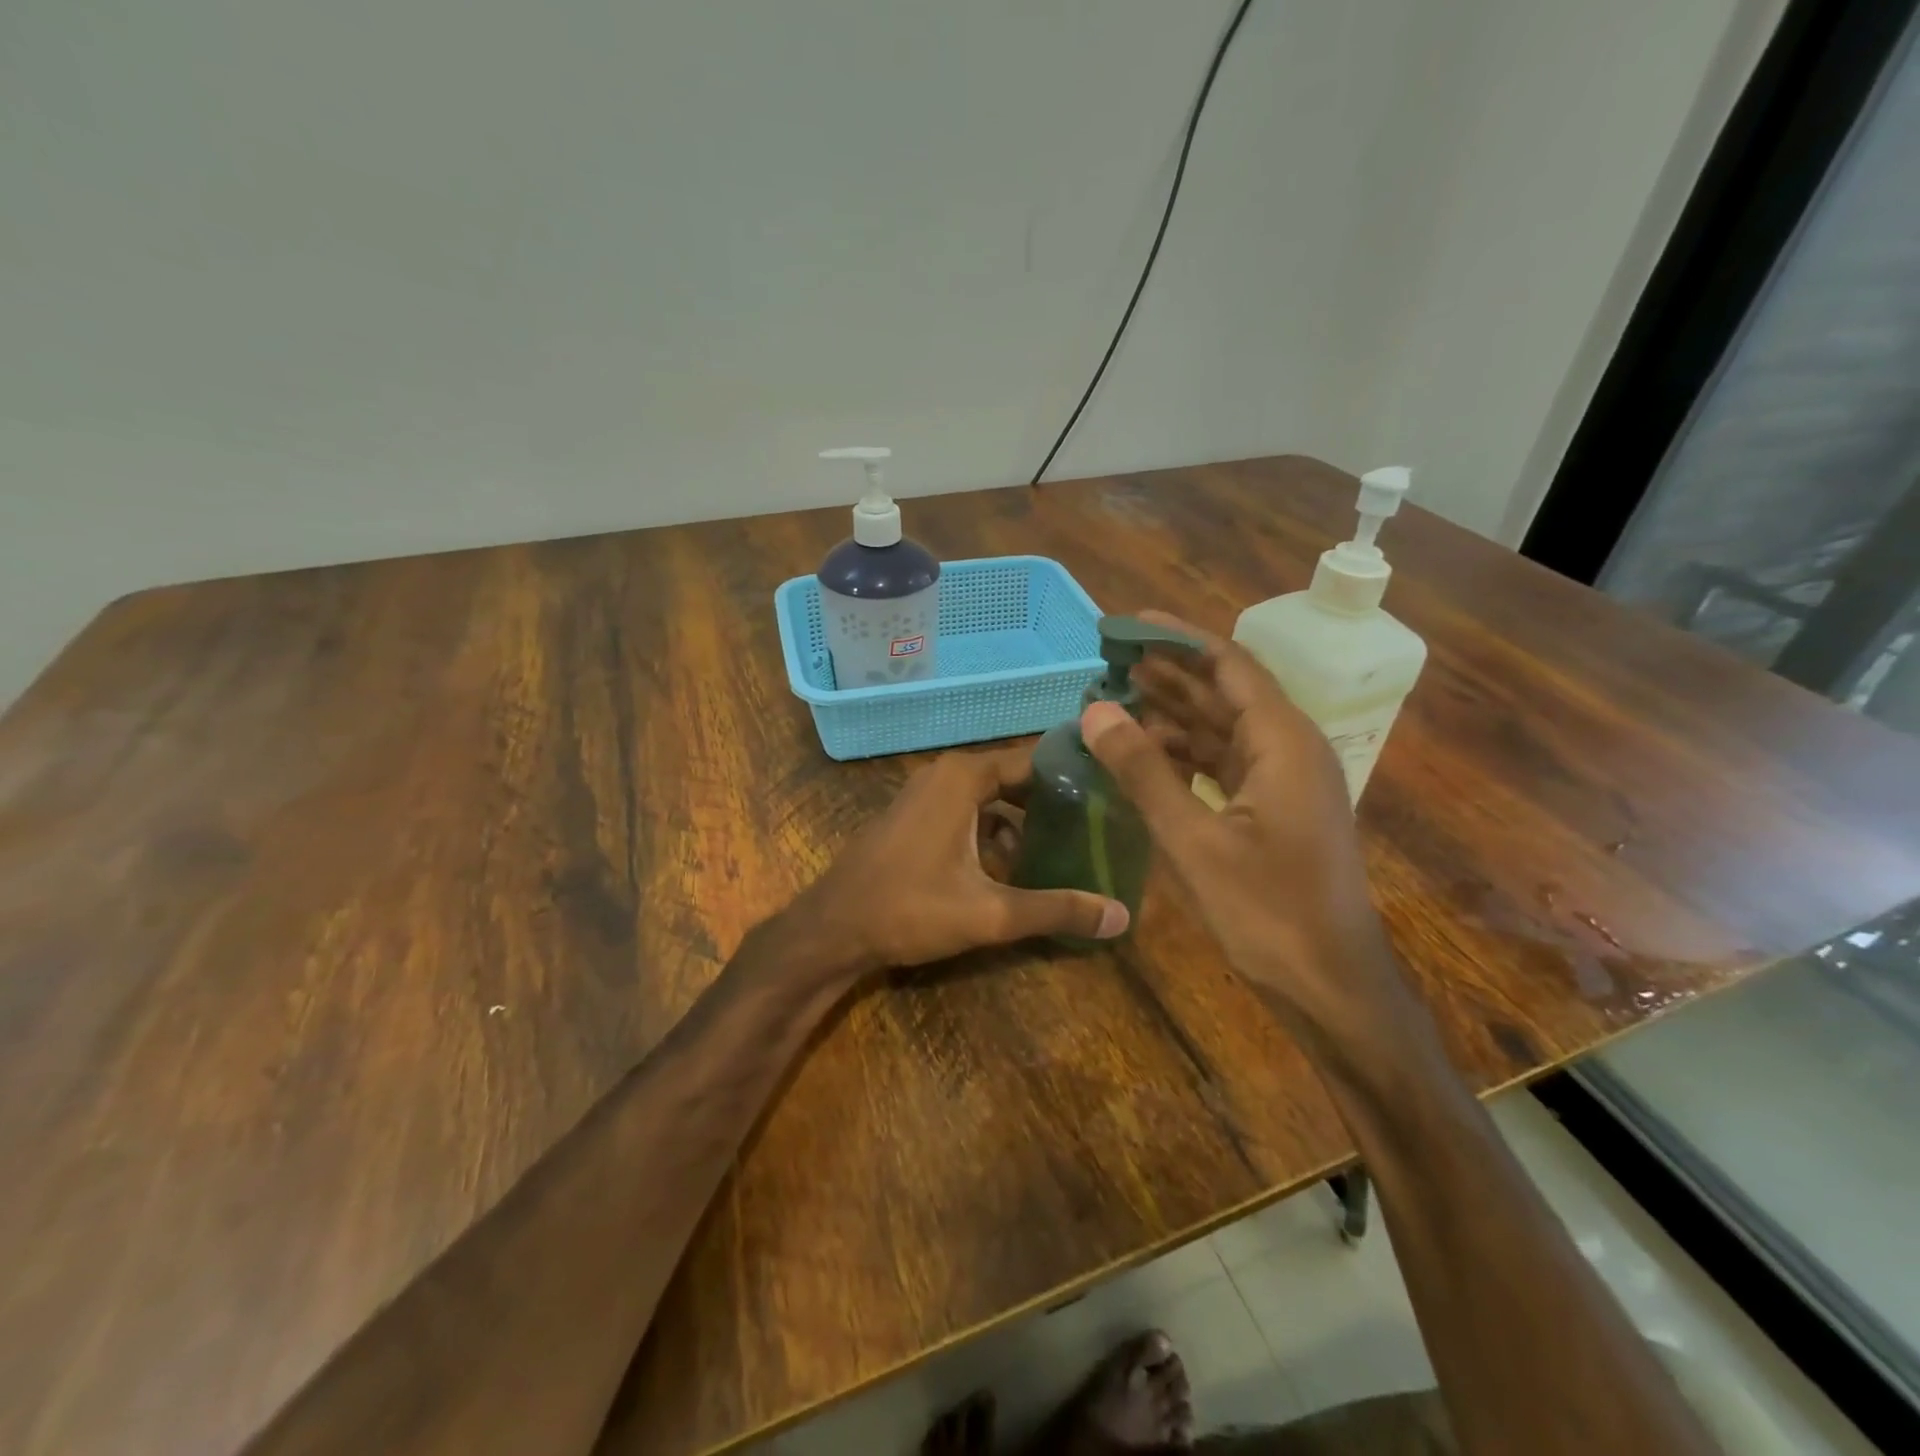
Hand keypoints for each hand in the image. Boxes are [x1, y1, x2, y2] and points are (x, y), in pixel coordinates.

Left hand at [791, 745, 1128, 976]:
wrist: (832, 928)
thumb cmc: (909, 909)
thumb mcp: (990, 912)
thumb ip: (1056, 910)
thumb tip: (1122, 916)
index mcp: (964, 777)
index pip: (1035, 761)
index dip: (1074, 777)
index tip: (1113, 796)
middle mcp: (945, 774)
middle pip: (1015, 780)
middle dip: (1054, 804)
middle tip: (1098, 829)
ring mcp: (925, 794)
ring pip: (991, 799)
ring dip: (1024, 823)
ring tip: (1067, 851)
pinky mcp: (914, 817)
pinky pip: (967, 813)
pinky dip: (994, 832)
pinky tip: (1015, 869)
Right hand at [1079, 613, 1408, 1038]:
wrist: (1332, 985)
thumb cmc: (1267, 911)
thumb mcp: (1194, 840)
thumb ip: (1143, 772)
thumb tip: (1094, 712)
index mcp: (1282, 741)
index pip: (1227, 664)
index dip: (1176, 639)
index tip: (1127, 624)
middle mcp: (1289, 748)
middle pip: (1224, 692)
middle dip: (1168, 673)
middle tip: (1110, 659)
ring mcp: (1285, 781)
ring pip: (1222, 729)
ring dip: (1173, 714)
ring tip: (1117, 700)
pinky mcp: (1276, 809)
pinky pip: (1225, 763)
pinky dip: (1186, 754)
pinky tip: (1147, 754)